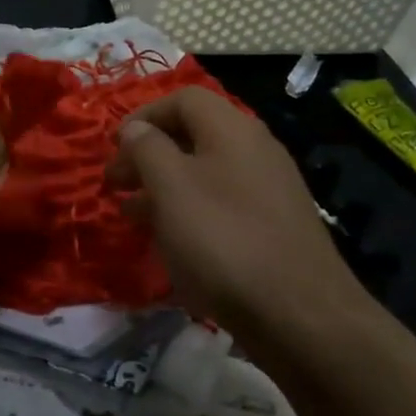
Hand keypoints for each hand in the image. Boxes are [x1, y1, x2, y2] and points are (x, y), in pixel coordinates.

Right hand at [106, 87, 360, 333]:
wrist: (301, 316)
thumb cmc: (223, 240)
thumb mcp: (171, 188)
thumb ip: (147, 149)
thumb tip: (136, 128)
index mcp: (232, 128)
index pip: (182, 99)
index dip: (143, 115)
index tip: (114, 146)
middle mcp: (255, 148)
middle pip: (193, 134)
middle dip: (148, 154)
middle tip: (116, 183)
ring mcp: (269, 188)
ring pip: (205, 172)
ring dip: (164, 185)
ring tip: (131, 213)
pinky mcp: (274, 226)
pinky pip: (221, 203)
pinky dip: (190, 211)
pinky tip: (171, 240)